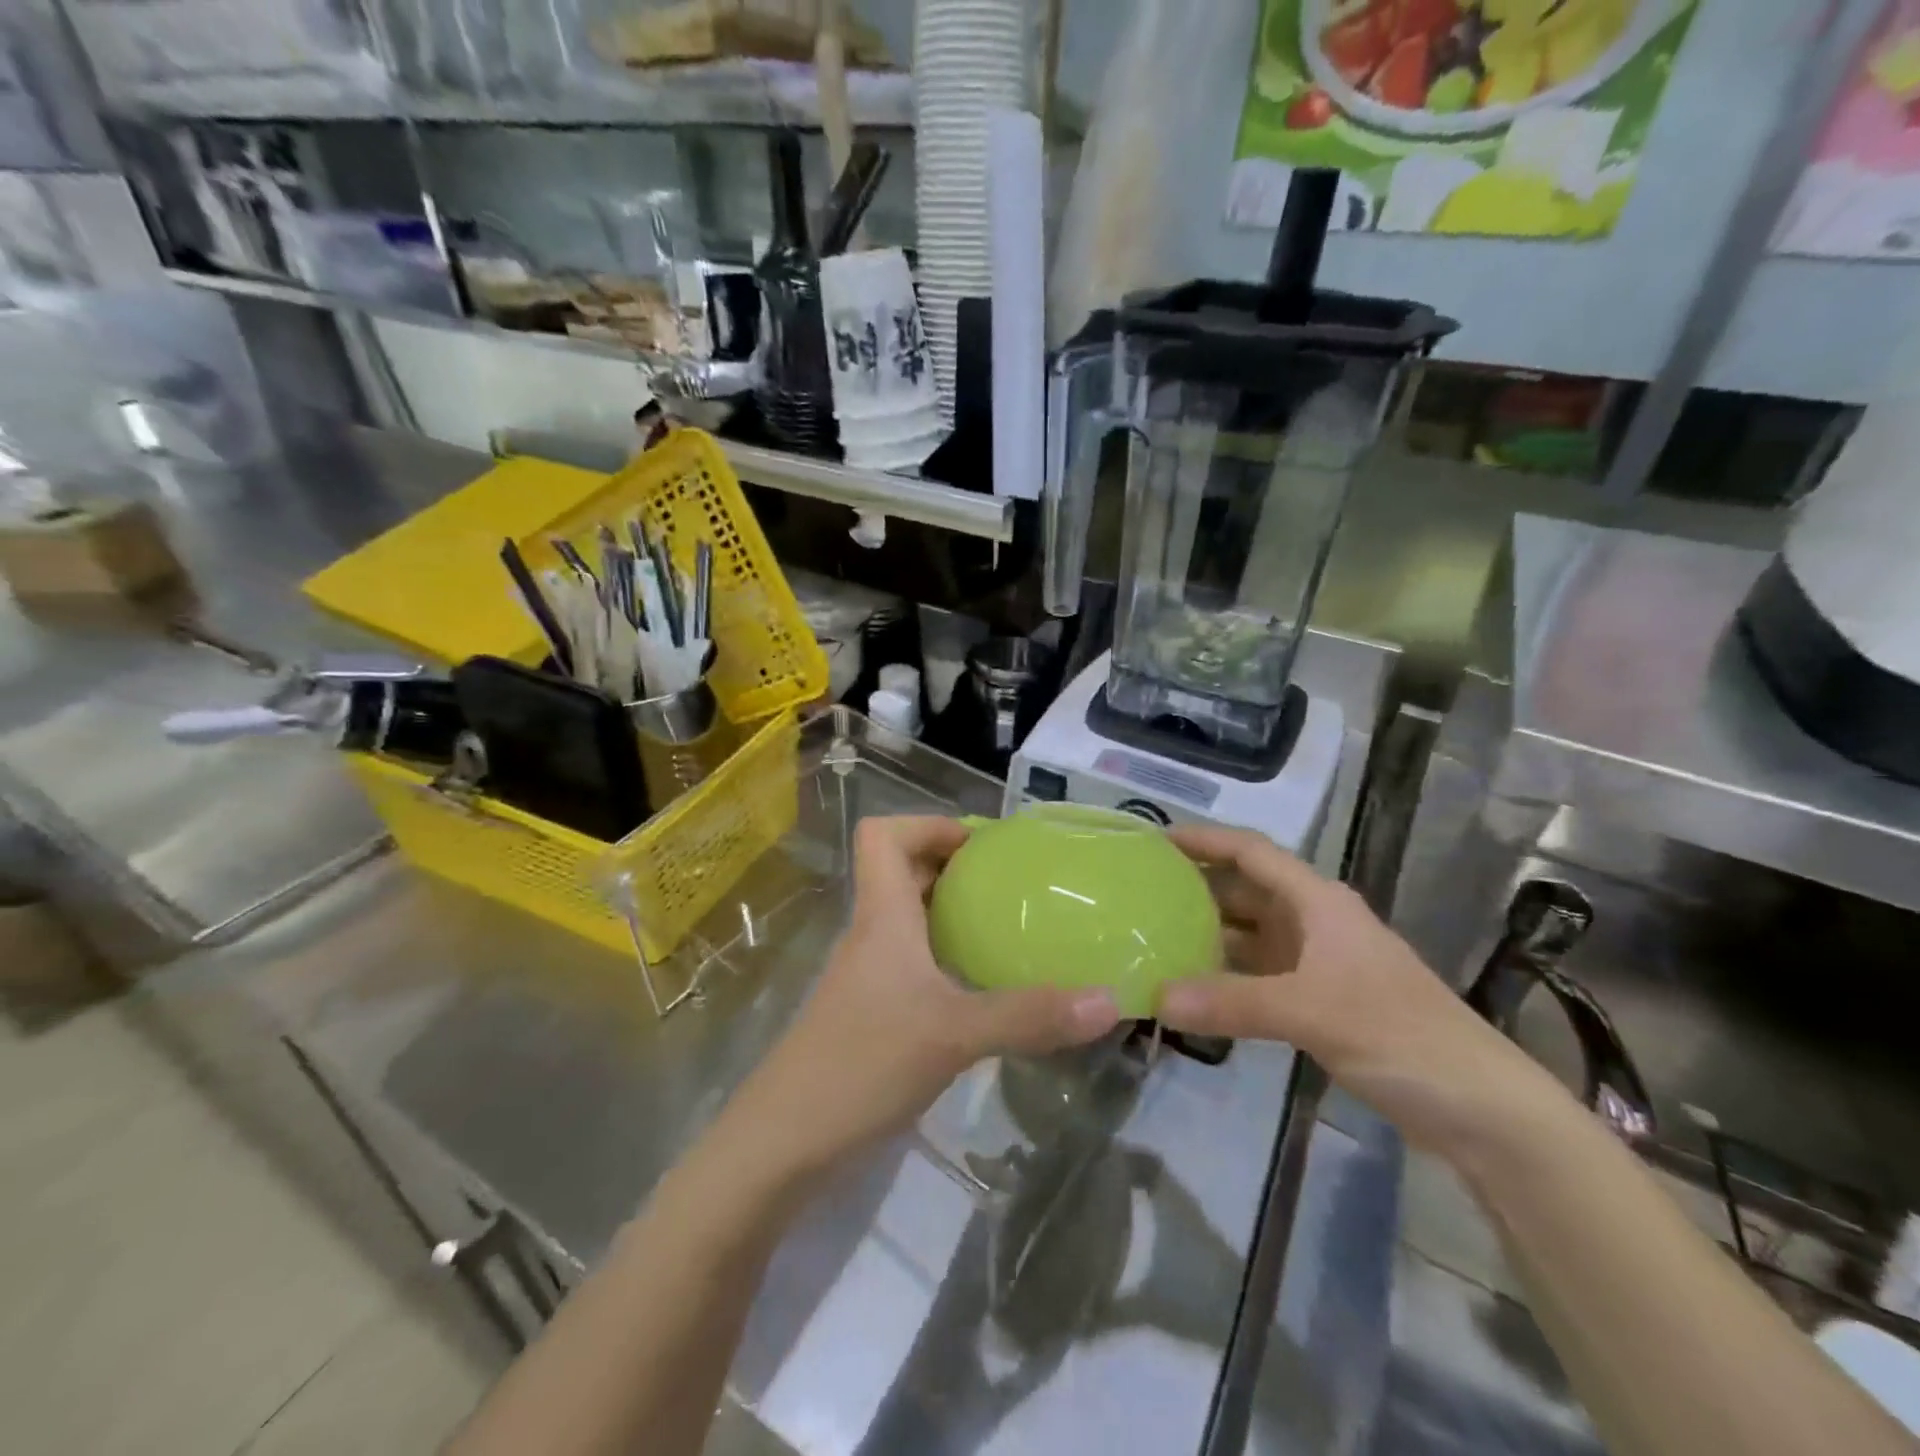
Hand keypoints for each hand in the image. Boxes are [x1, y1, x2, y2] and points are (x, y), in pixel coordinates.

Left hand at [731, 817, 1122, 1181]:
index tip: (982, 846)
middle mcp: (872, 935)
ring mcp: (869, 976)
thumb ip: (1028, 1016)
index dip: (928, 825)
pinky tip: (985, 987)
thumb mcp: (953, 1035)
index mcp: (881, 916)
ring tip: (1010, 926)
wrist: (784, 1144)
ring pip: (909, 920)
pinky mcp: (873, 1013)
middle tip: (1013, 883)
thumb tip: (1110, 1000)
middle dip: (954, 866)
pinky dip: (948, 958)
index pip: (882, 836)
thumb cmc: (861, 1065)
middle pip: (902, 872)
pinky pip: (914, 962)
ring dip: (953, 913)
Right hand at [1155, 825, 1563, 1155]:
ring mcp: (1318, 963)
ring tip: (1153, 937)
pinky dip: (1226, 977)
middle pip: (1246, 891)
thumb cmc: (1401, 1034)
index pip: (1252, 853)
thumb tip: (1156, 997)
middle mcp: (1314, 923)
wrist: (1481, 1107)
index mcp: (1318, 902)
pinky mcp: (1320, 1002)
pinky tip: (1192, 989)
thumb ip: (1232, 1003)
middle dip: (1197, 888)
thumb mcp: (1312, 1012)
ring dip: (1208, 935)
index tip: (1156, 840)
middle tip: (1140, 893)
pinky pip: (1259, 975)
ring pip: (1251, 935)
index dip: (1206, 840)